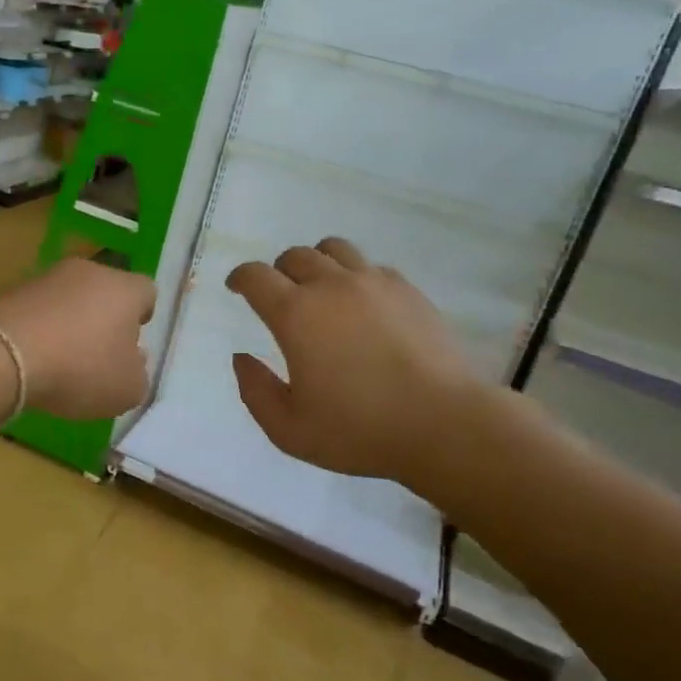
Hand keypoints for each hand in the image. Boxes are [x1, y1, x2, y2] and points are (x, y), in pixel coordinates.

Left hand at [0, 259, 155, 419]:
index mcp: (125, 289)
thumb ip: (138, 375)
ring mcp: (48, 277)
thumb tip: (133, 360)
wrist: (3, 354)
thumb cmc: (80, 369)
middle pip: (106, 291)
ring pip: (70, 298)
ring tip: (63, 360)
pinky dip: (41, 329)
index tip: (133, 341)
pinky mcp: (13, 290)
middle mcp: (89, 272)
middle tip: (100, 353)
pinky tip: (35, 358)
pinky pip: (39, 309)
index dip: (143, 316)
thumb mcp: (127, 390)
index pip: (146, 292)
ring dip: (71, 322)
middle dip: (105, 318)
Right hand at [226, 238, 491, 487]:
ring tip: (320, 289)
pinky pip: (371, 266)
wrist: (444, 425)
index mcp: (296, 314)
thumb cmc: (359, 430)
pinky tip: (362, 304)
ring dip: (317, 264)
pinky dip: (355, 276)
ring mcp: (374, 283)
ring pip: (334, 250)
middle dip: (278, 272)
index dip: (240, 277)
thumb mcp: (289, 429)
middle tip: (280, 296)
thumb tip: (241, 358)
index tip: (236, 287)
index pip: (256, 276)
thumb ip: (255, 391)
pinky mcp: (408, 290)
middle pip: (295, 256)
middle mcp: (331, 287)